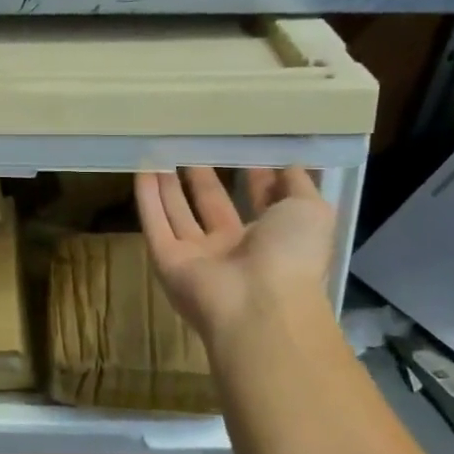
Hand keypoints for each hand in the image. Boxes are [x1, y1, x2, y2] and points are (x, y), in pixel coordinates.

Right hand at [134, 167, 336, 345]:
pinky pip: (155, 226)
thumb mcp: (311, 210)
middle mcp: (233, 250)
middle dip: (203, 180)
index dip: (253, 179)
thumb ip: (299, 184)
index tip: (242, 150)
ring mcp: (197, 258)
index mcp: (271, 240)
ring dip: (169, 187)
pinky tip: (141, 170)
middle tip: (192, 148)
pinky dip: (147, 200)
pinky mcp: (167, 262)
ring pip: (179, 215)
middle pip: (212, 208)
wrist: (259, 305)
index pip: (259, 204)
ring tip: (161, 153)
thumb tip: (290, 164)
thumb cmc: (291, 254)